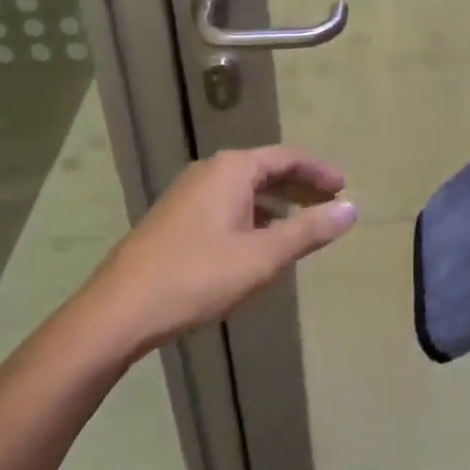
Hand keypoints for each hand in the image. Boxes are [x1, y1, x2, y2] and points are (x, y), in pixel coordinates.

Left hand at [80, 146, 356, 359]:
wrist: (118, 311)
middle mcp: (211, 170)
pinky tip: (259, 242)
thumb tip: (352, 209)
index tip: (345, 188)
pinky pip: (227, 203)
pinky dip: (253, 214)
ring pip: (245, 188)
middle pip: (267, 168)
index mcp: (233, 169)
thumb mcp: (263, 257)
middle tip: (330, 203)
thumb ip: (309, 231)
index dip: (319, 172)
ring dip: (277, 202)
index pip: (288, 157)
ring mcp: (189, 193)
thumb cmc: (197, 277)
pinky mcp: (175, 217)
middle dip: (300, 185)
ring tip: (301, 225)